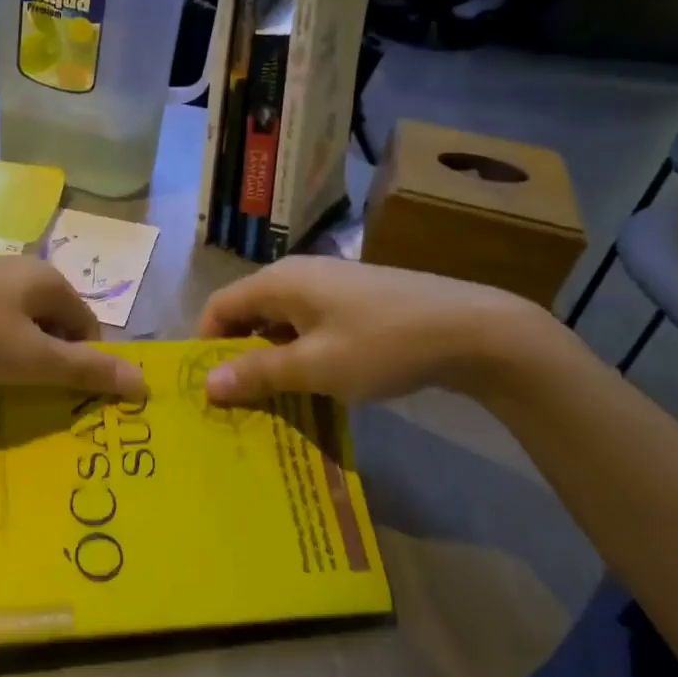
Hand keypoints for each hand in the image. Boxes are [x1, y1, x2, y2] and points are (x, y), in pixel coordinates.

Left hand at [0, 258, 142, 398]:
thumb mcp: (31, 358)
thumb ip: (86, 370)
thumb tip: (144, 382)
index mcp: (47, 279)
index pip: (86, 326)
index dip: (80, 363)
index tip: (58, 396)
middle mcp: (20, 270)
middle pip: (53, 323)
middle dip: (47, 360)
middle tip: (27, 393)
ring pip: (18, 324)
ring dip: (16, 356)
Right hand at [195, 258, 553, 405]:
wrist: (472, 329)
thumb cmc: (382, 344)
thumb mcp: (315, 366)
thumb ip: (258, 373)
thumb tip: (206, 384)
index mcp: (279, 281)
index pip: (219, 306)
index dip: (205, 344)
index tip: (206, 387)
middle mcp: (297, 275)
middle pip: (247, 312)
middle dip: (236, 354)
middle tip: (235, 400)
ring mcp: (329, 286)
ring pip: (279, 322)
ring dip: (269, 357)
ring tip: (270, 400)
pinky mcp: (354, 300)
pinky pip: (308, 325)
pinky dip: (299, 352)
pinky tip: (311, 384)